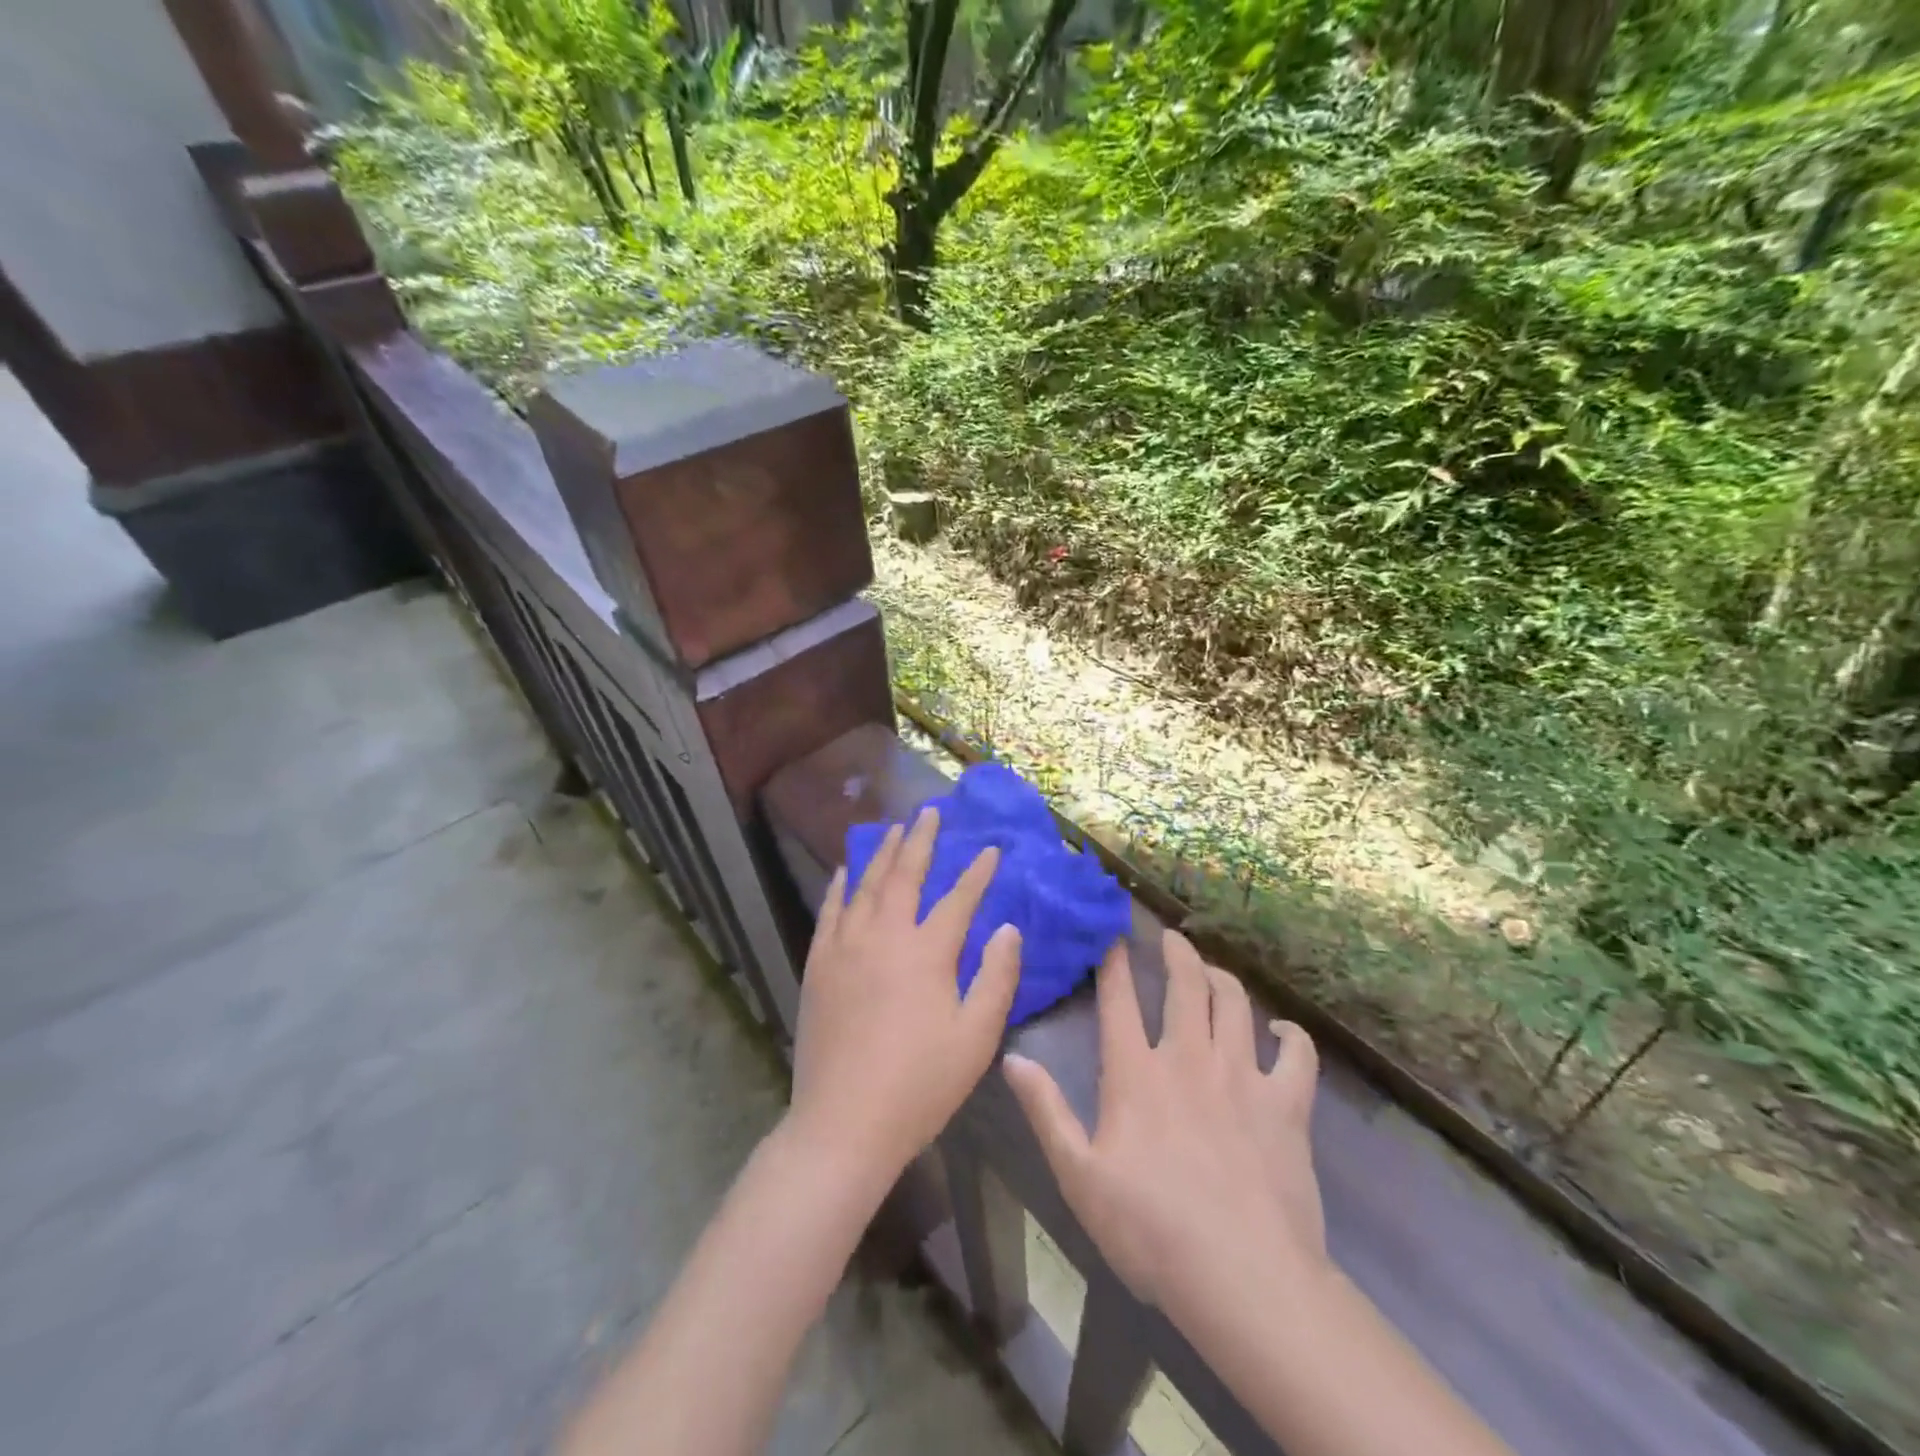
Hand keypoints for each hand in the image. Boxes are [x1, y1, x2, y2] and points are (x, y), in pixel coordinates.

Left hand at [786, 806, 1022, 1181]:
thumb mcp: (976, 1037)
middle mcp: (884, 935)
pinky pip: (830, 911)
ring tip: (893, 828)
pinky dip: (841, 885)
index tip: (991, 848)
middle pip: (905, 874)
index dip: (978, 872)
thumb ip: (997, 978)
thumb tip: (1010, 928)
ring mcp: (846, 946)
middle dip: (921, 840)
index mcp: (927, 953)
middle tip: (930, 812)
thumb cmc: (920, 1084)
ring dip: (882, 853)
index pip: (959, 898)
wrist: (843, 1123)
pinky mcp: (819, 964)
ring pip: (866, 884)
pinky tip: (845, 870)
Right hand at [1003, 929, 1324, 1326]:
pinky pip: (1297, 1053)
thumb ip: (1046, 1111)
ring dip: (1223, 978)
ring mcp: (1242, 1077)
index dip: (1113, 962)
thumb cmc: (1150, 1231)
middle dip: (1177, 952)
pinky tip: (1280, 1030)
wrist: (1244, 1279)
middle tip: (1171, 937)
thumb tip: (1014, 1058)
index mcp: (1136, 1073)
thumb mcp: (1078, 1176)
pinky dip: (1290, 1034)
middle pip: (1185, 984)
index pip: (1119, 999)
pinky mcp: (1287, 1105)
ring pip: (1235, 1003)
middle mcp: (1189, 1058)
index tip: (1113, 937)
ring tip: (1212, 971)